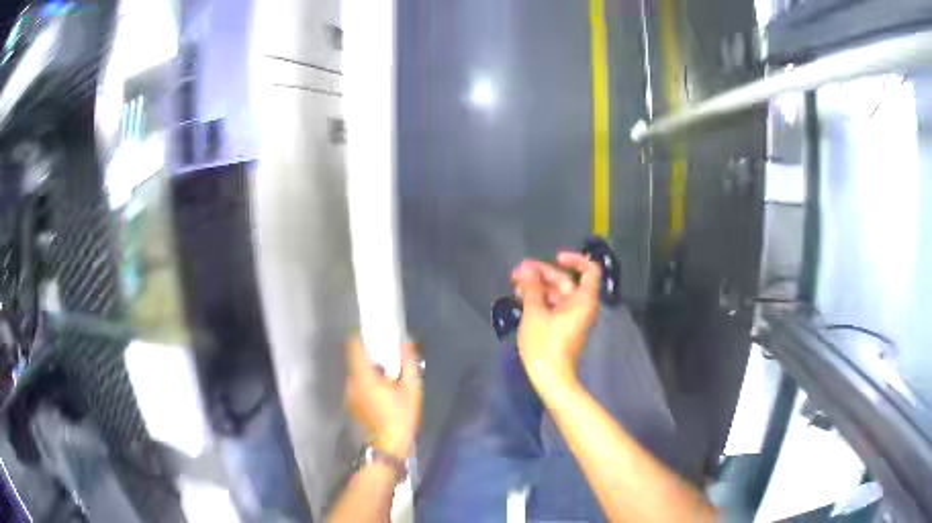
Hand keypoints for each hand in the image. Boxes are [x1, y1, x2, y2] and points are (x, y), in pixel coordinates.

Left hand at [344, 335, 422, 458]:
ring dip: (371, 373)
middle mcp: (351, 383)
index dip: (362, 337)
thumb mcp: (412, 389)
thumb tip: (406, 343)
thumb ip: (409, 363)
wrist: (388, 448)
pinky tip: (383, 396)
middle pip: (356, 360)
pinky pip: (357, 387)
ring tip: (390, 381)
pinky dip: (368, 385)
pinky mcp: (351, 405)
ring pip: (357, 374)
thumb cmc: (400, 418)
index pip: (353, 346)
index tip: (376, 336)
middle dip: (372, 358)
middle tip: (392, 362)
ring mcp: (349, 395)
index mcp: (363, 376)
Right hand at [511, 252, 601, 391]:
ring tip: (515, 283)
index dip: (574, 260)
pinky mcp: (563, 327)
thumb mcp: (535, 314)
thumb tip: (526, 269)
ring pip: (557, 294)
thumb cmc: (546, 345)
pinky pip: (554, 306)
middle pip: (567, 281)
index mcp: (584, 300)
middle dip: (543, 274)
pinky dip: (541, 300)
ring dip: (538, 287)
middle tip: (518, 271)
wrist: (552, 379)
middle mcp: (582, 306)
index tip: (555, 258)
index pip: (589, 270)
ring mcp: (573, 318)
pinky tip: (522, 298)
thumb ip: (532, 288)